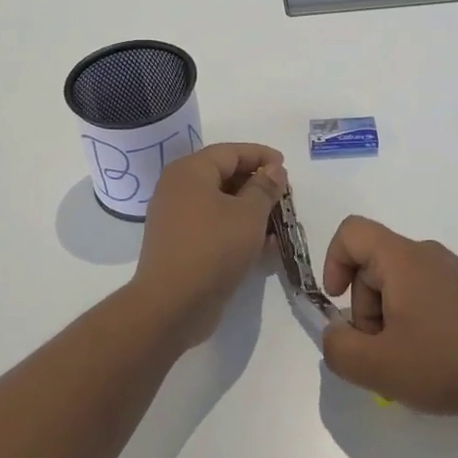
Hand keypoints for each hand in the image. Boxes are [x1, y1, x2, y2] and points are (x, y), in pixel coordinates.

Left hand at [132, 143, 286, 343]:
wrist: (172, 305)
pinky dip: (237, 230)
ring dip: (251, 210)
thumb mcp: (249, 214)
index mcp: (190, 171)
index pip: (230, 152)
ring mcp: (176, 218)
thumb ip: (265, 187)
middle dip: (257, 184)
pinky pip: (214, 226)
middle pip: (224, 176)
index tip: (285, 166)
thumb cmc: (214, 248)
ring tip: (279, 222)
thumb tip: (274, 170)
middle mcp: (178, 189)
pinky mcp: (181, 245)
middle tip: (284, 195)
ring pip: (220, 204)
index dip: (260, 155)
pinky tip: (264, 246)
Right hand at [319, 217, 457, 421]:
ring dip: (388, 317)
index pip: (352, 232)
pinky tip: (434, 357)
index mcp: (403, 258)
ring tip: (407, 359)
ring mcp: (455, 271)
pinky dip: (415, 319)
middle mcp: (428, 253)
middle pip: (374, 264)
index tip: (339, 302)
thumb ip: (338, 348)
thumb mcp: (377, 366)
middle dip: (364, 307)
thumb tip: (335, 332)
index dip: (333, 261)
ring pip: (400, 282)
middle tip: (379, 351)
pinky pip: (427, 293)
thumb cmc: (445, 364)